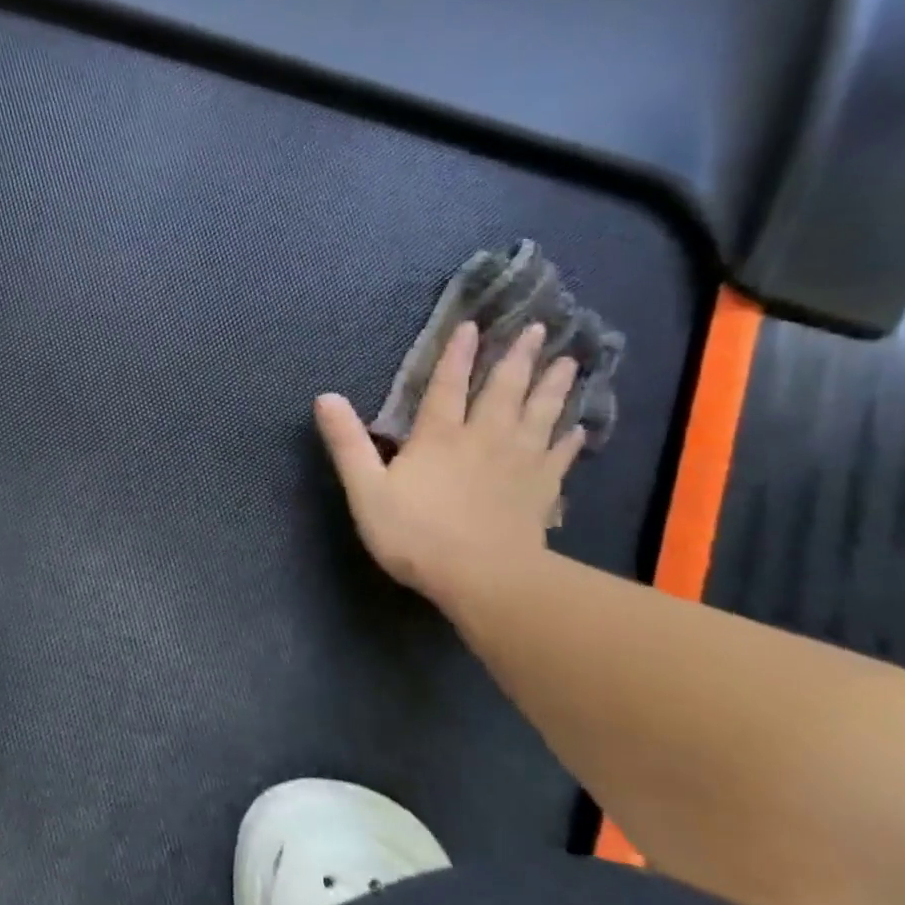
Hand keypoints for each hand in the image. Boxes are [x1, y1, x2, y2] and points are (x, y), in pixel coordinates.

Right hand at [315, 322, 584, 611]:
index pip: (446, 386)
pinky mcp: (542, 490)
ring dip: (553, 386)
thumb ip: (347, 443)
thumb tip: (325, 397)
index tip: (472, 326)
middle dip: (518, 358)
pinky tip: (579, 427)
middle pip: (503, 390)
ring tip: (568, 362)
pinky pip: (560, 455)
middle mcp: (484, 439)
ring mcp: (519, 463)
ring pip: (540, 414)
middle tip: (539, 328)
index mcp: (439, 437)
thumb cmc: (416, 534)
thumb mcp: (366, 489)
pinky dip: (570, 438)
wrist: (483, 578)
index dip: (457, 355)